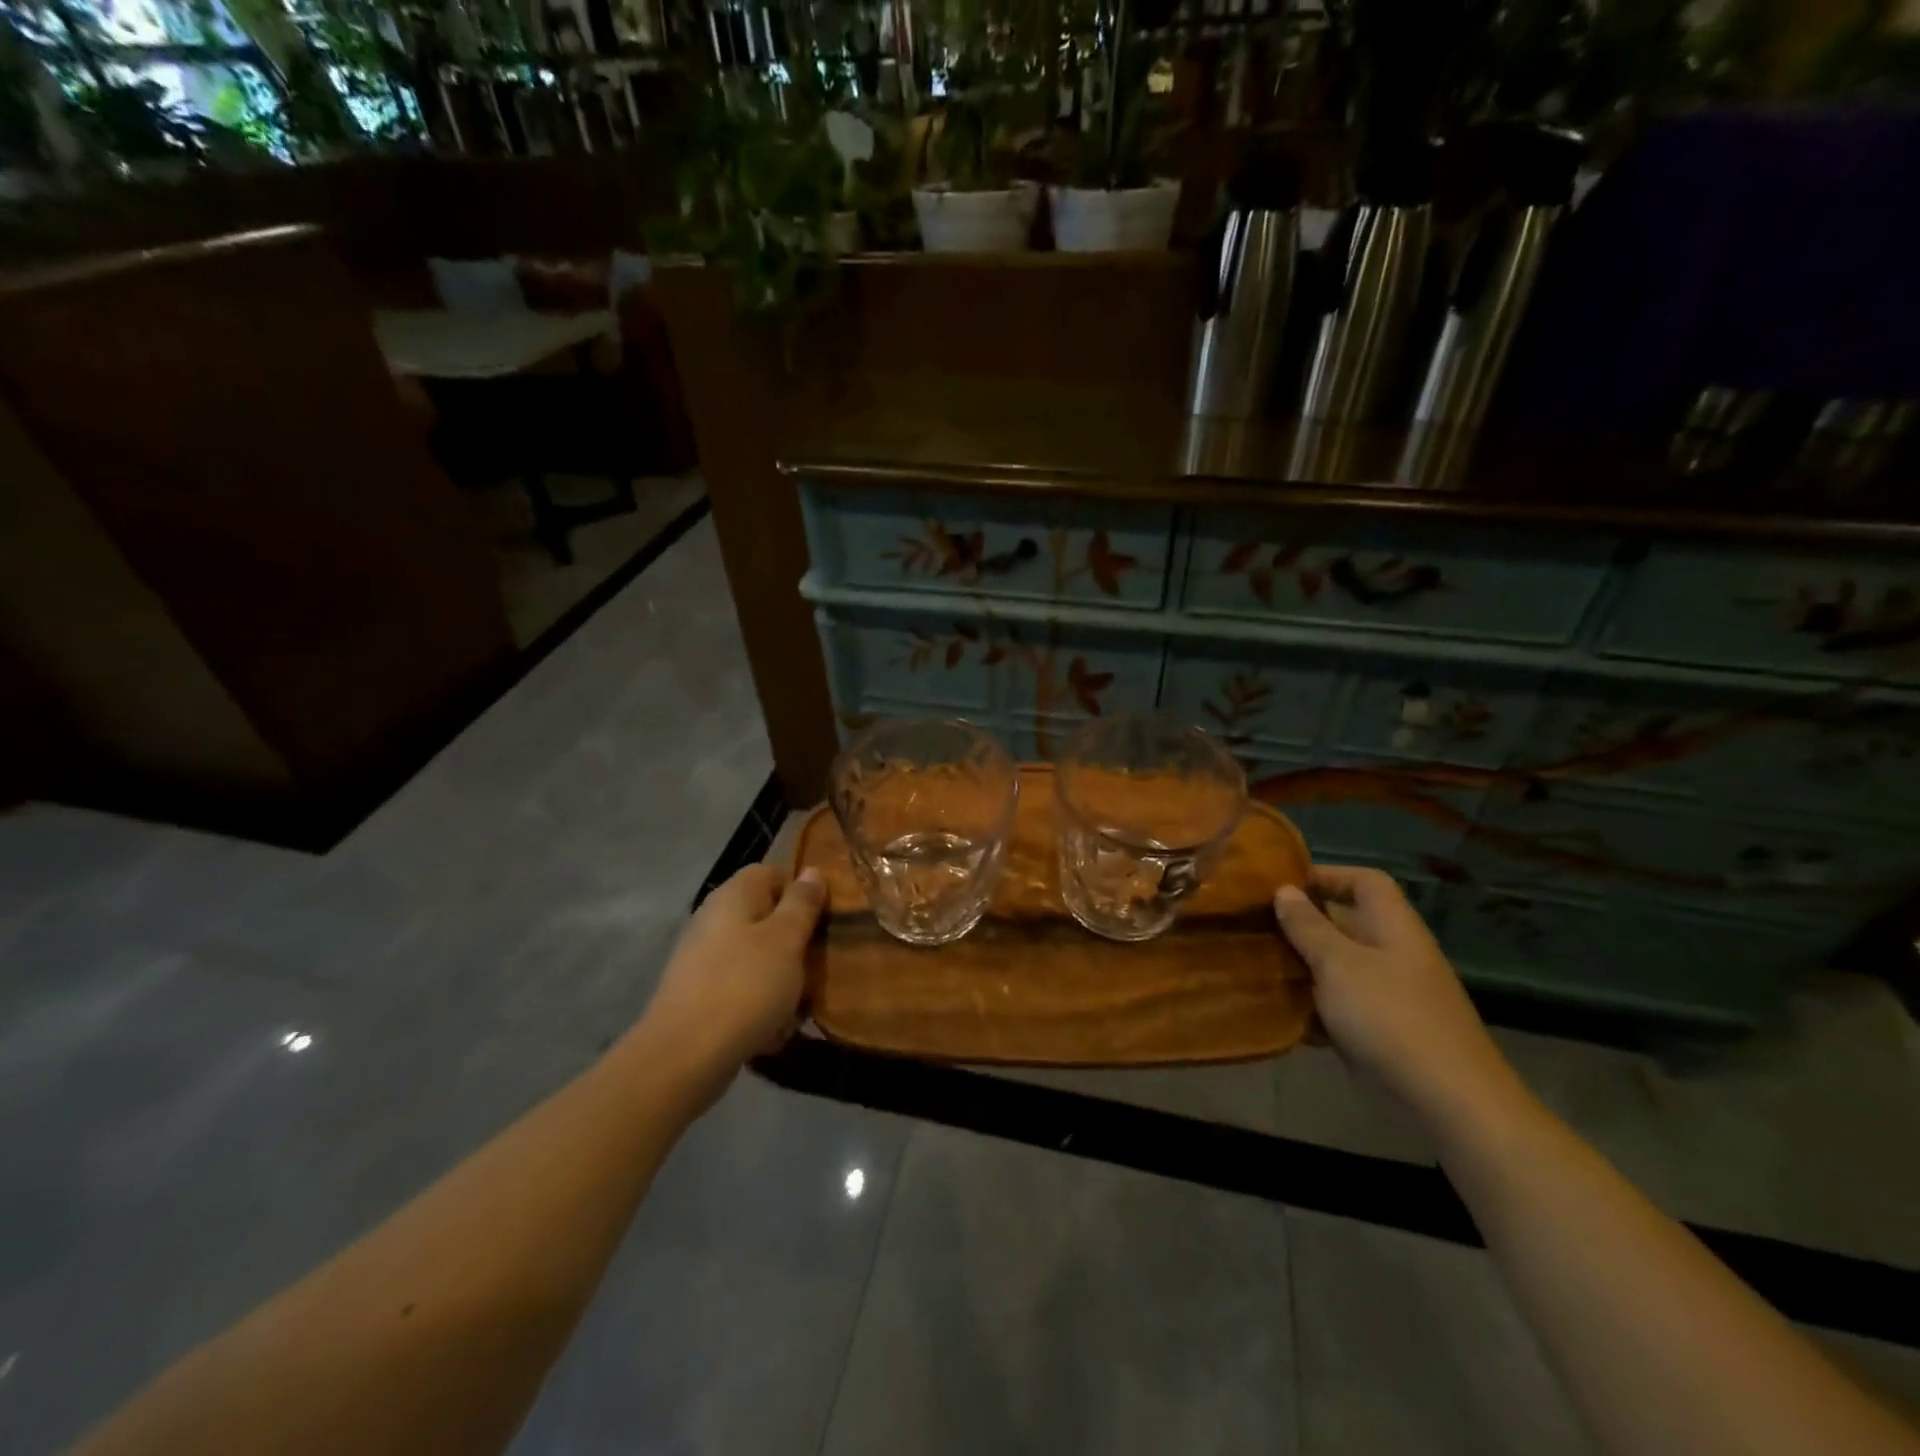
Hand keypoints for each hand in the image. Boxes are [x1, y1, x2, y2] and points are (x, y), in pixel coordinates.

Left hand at [631, 864, 824, 1104]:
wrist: (684, 1056)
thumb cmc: (745, 986)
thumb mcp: (787, 940)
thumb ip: (802, 903)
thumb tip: (812, 871)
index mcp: (734, 895)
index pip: (772, 873)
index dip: (802, 892)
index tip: (825, 919)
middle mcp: (714, 919)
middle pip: (766, 918)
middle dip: (795, 942)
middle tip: (818, 965)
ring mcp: (703, 959)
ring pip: (757, 957)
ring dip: (782, 978)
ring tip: (800, 1006)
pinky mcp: (699, 995)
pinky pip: (741, 989)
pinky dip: (760, 1005)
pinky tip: (773, 1031)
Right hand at [1274, 865, 1521, 1133]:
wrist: (1448, 1101)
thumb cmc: (1389, 1016)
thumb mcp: (1338, 963)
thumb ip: (1308, 926)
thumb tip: (1285, 890)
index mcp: (1393, 926)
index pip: (1364, 881)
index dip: (1327, 875)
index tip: (1282, 885)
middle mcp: (1393, 953)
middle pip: (1346, 922)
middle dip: (1302, 923)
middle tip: (1255, 925)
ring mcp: (1389, 994)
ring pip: (1337, 966)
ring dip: (1301, 965)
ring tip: (1256, 963)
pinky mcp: (1380, 1031)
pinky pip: (1339, 1005)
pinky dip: (1311, 1005)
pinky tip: (1277, 1009)